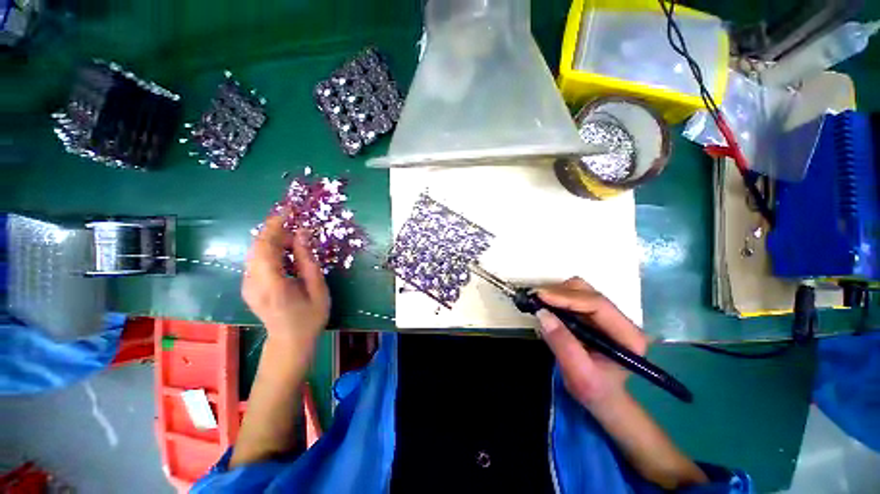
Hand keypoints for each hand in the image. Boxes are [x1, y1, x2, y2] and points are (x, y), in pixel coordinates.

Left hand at [242, 212, 329, 343]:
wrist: (289, 341)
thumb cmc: (309, 317)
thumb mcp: (317, 289)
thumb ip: (308, 261)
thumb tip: (303, 234)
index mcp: (271, 284)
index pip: (266, 246)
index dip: (276, 225)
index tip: (290, 210)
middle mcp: (252, 282)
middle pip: (258, 245)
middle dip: (277, 230)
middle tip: (300, 227)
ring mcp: (247, 284)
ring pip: (256, 251)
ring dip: (276, 240)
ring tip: (297, 240)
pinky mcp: (248, 284)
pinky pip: (257, 259)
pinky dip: (272, 249)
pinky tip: (288, 253)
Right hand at [536, 277, 647, 409]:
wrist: (602, 398)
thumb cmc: (594, 391)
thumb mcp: (578, 374)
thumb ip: (562, 343)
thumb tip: (542, 313)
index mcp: (628, 336)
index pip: (598, 305)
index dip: (567, 297)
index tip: (540, 296)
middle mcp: (621, 320)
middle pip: (588, 292)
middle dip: (559, 293)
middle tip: (536, 300)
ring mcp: (608, 315)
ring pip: (580, 290)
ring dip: (557, 293)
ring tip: (539, 303)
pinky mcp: (594, 314)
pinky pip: (573, 296)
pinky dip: (557, 297)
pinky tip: (546, 306)